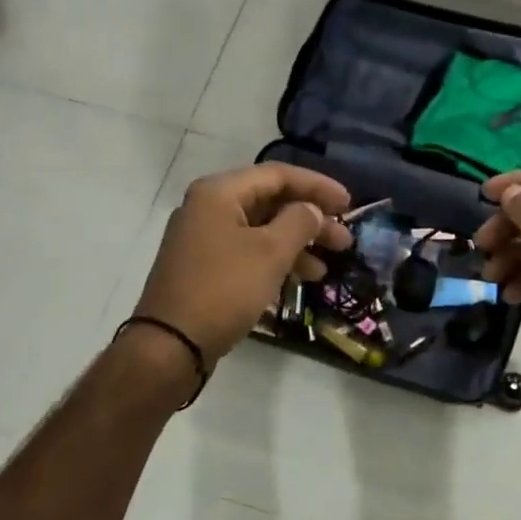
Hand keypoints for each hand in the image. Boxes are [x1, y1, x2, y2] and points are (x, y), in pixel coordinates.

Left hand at [134, 164, 352, 364]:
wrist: (171, 344)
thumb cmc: (224, 289)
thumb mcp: (270, 252)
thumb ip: (299, 222)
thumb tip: (312, 210)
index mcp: (219, 193)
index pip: (278, 175)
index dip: (318, 186)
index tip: (349, 203)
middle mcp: (208, 208)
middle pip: (270, 202)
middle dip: (311, 219)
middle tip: (345, 240)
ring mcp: (204, 239)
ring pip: (262, 230)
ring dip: (298, 244)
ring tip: (328, 266)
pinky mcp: (205, 267)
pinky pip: (249, 252)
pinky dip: (276, 260)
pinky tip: (301, 279)